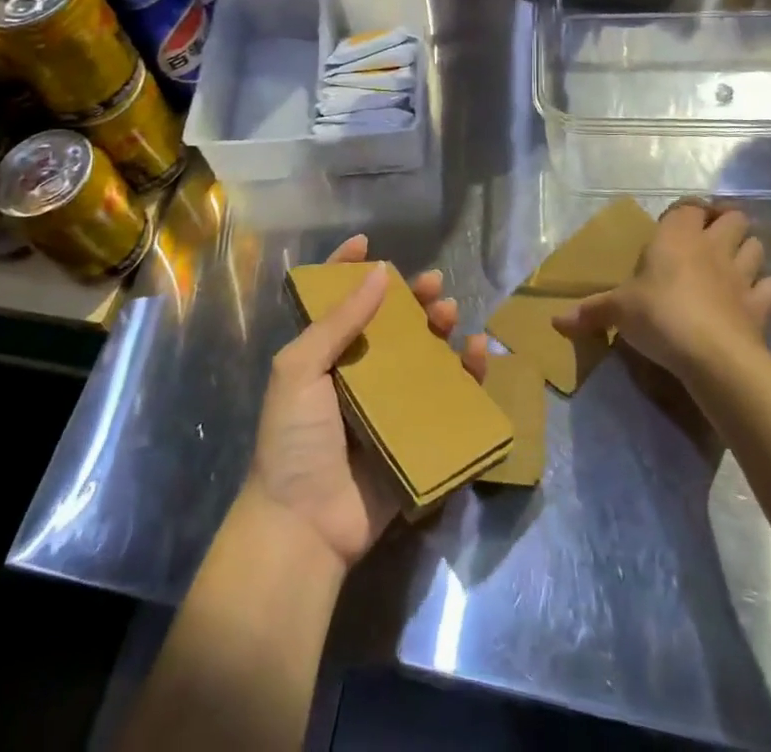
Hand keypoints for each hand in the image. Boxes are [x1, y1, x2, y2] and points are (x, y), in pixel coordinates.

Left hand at [245, 234, 487, 572]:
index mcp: (322, 356)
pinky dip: (466, 375)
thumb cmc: (294, 438)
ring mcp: (388, 406)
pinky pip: (446, 399)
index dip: (348, 270)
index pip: (336, 302)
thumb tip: (379, 272)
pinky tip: (476, 353)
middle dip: (411, 299)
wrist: (305, 526)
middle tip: (433, 284)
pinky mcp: (416, 436)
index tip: (367, 243)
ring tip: (451, 314)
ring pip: (422, 355)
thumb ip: (338, 321)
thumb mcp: (300, 369)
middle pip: (390, 324)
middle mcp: (357, 375)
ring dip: (440, 330)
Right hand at [553, 200, 770, 381]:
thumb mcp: (618, 311)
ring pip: (757, 246)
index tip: (676, 224)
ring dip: (747, 251)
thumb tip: (555, 322)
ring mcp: (742, 274)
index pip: (689, 206)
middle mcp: (712, 246)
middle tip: (708, 241)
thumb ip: (590, 312)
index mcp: (676, 237)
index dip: (686, 211)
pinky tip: (755, 298)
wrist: (710, 354)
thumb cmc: (658, 315)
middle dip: (725, 223)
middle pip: (733, 217)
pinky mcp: (761, 305)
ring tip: (732, 265)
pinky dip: (768, 289)